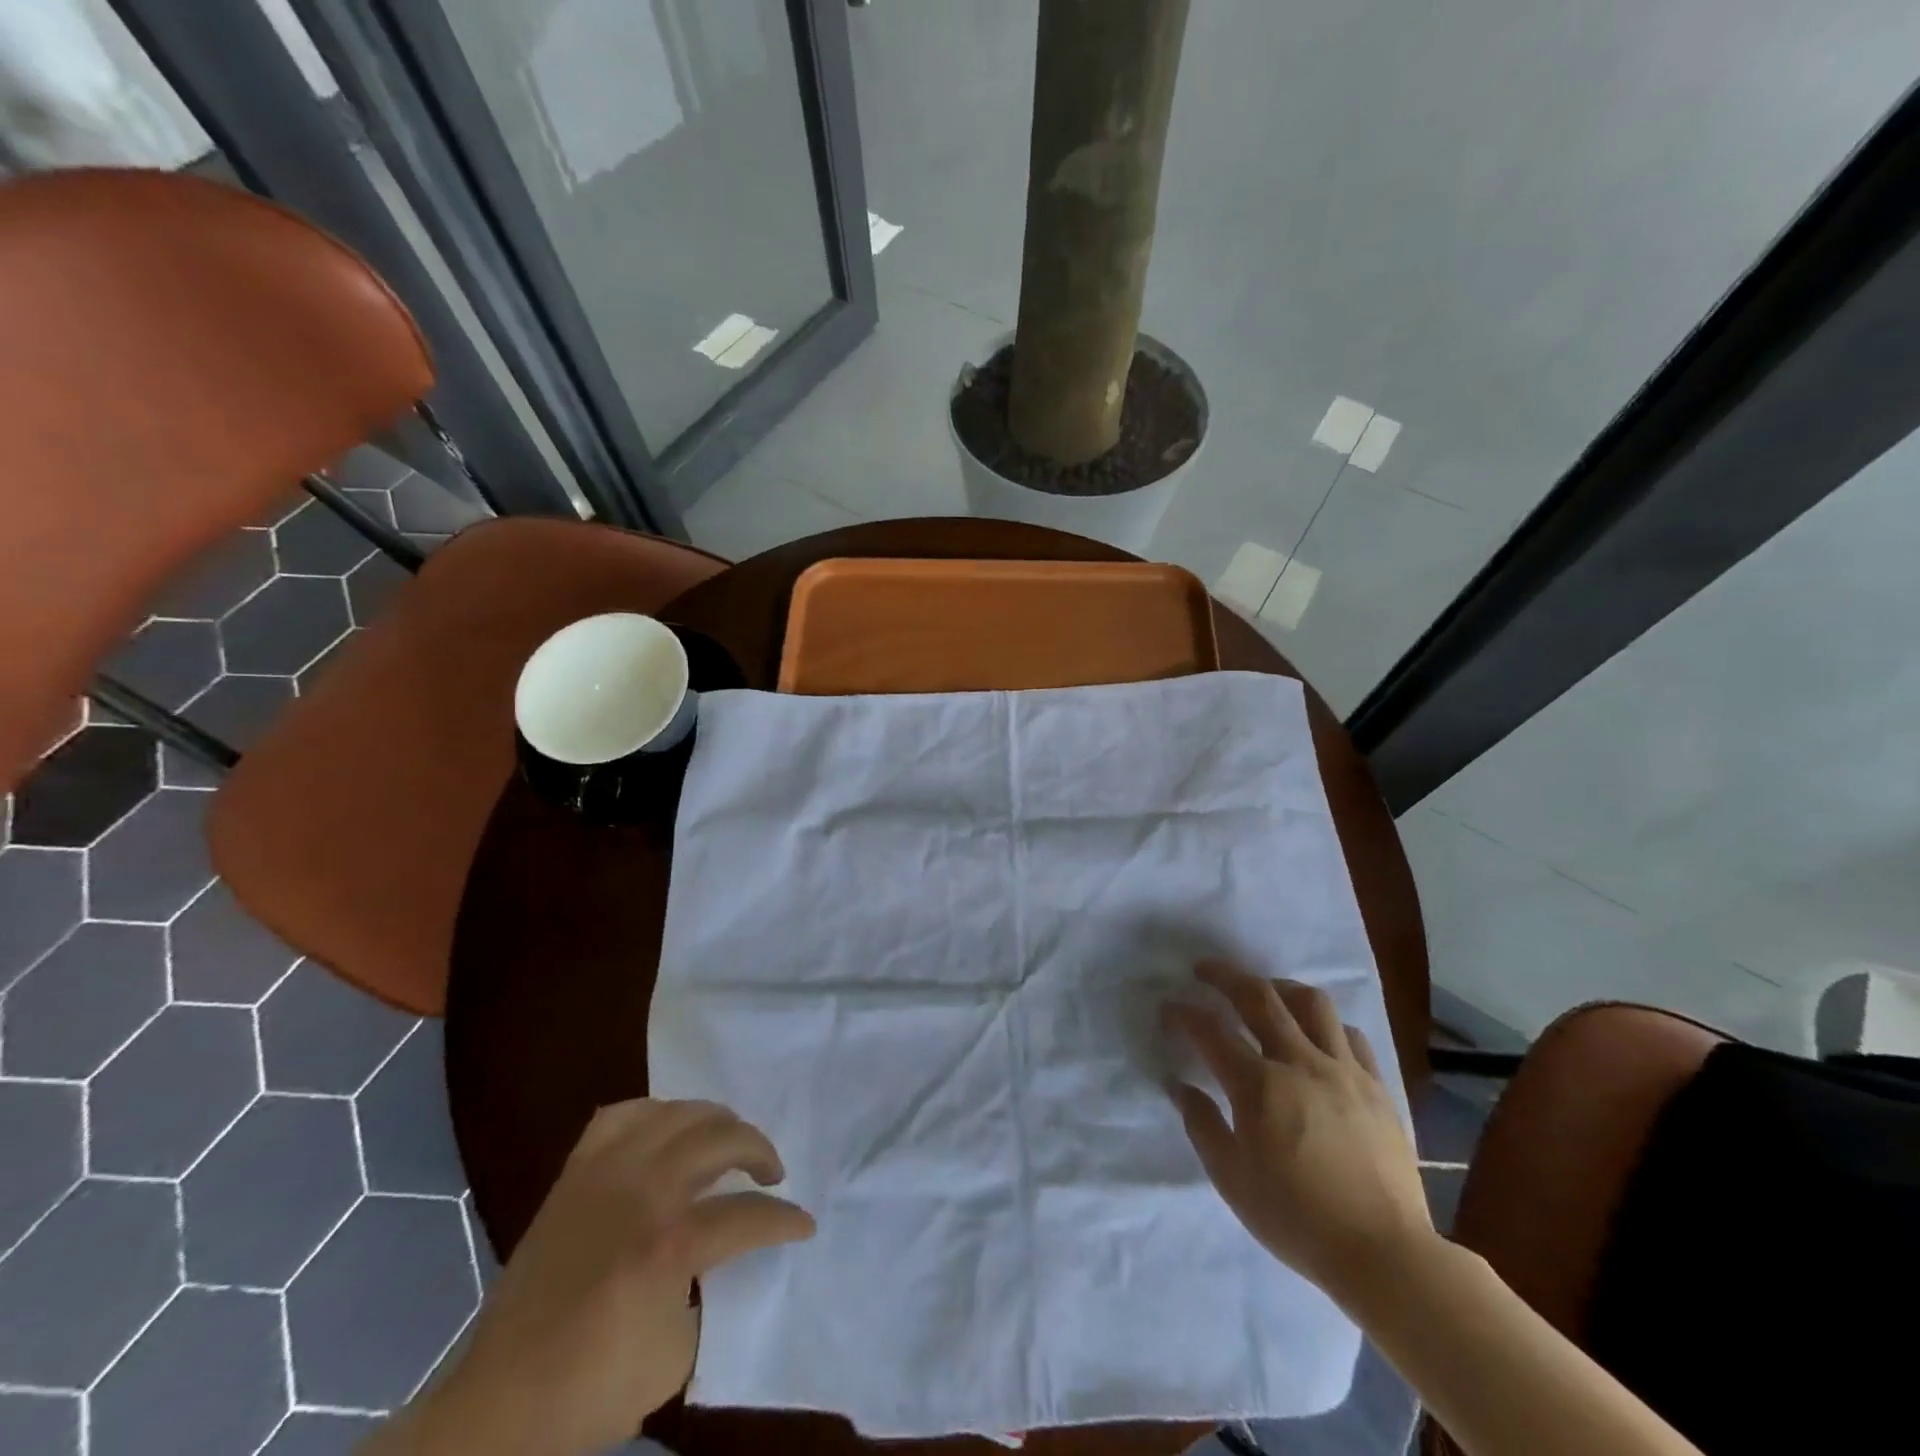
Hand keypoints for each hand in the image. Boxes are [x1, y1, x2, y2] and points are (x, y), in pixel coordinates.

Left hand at [373, 1099, 813, 1455]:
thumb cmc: (591, 1389)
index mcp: (669, 1244)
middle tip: (771, 1174)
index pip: (748, 1213)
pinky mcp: (575, 1173)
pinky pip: (622, 1115)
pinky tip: (667, 1131)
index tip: (804, 1226)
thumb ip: (710, 1287)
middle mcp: (642, 1191)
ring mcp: (604, 1173)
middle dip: (759, 1150)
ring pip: (678, 1112)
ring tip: (727, 1143)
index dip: (785, 1220)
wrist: (499, 1404)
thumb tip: (725, 1251)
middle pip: (720, 1137)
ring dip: (716, 1122)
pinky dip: (654, 1113)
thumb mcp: (676, 1353)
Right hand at [1162, 961, 1435, 1312]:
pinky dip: (1325, 1024)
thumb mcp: (1232, 1179)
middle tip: (1204, 970)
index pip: (1210, 1031)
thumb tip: (1179, 1085)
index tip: (1168, 1009)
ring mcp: (1343, 1070)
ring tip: (1265, 992)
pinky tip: (1315, 1036)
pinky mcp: (1376, 1086)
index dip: (1183, 1013)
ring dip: (1279, 987)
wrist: (1385, 1255)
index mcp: (1258, 1086)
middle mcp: (1299, 1063)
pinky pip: (1350, 1034)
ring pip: (1311, 1002)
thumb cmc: (1297, 1220)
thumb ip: (1202, 1124)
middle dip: (1224, 976)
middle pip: (1258, 996)